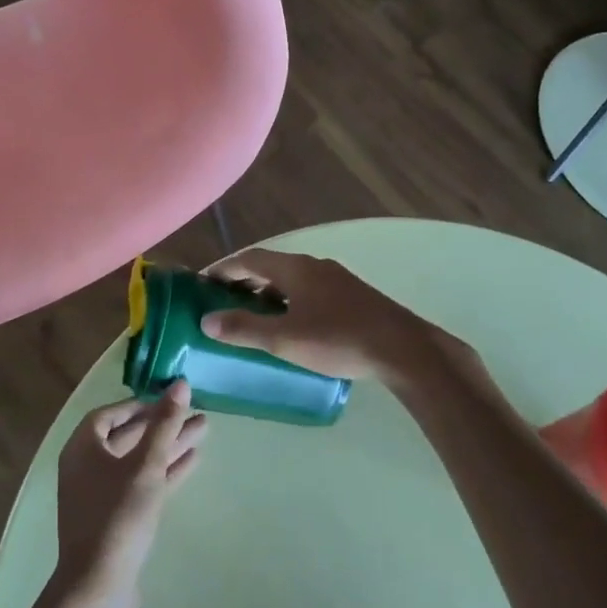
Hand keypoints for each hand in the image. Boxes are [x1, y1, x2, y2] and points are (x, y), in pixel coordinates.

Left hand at [55, 380, 205, 607]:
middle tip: (196, 412)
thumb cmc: (118, 516)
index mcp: (82, 448)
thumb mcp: (145, 466)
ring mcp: (101, 494)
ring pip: (139, 460)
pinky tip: (193, 461)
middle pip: (129, 436)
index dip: (139, 404)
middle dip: (162, 424)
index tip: (167, 400)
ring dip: (169, 445)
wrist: (98, 586)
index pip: (109, 414)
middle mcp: (87, 467)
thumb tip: (179, 384)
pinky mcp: (117, 517)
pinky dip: (165, 471)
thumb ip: (164, 424)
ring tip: (204, 431)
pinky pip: (142, 483)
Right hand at [199, 249, 449, 381]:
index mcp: (295, 268)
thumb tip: (207, 320)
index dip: (224, 268)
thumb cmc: (339, 339)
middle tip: (222, 301)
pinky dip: (289, 301)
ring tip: (253, 317)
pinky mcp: (352, 296)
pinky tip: (292, 326)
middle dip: (244, 281)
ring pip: (292, 280)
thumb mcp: (284, 339)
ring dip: (268, 293)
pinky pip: (309, 291)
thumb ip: (244, 329)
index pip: (250, 259)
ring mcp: (337, 279)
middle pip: (270, 266)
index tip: (203, 283)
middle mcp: (314, 266)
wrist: (403, 349)